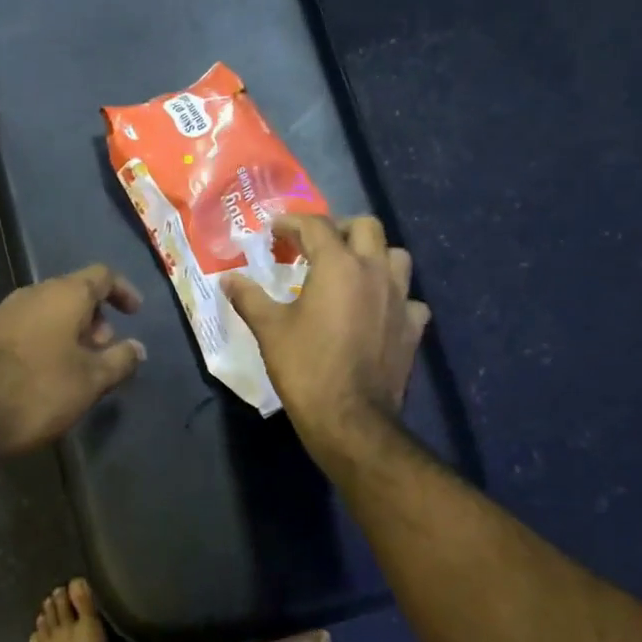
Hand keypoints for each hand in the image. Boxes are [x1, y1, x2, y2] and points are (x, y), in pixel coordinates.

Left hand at [0, 264, 146, 461]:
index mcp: (64, 295)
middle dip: (95, 319)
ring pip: (47, 313)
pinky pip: (24, 329)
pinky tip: (42, 375)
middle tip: (105, 352)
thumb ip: (119, 361)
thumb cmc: (36, 389)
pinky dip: (43, 343)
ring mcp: (2, 312)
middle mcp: (32, 293)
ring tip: (77, 368)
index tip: (135, 313)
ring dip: (68, 333)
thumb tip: (137, 348)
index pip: (102, 276)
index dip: (123, 291)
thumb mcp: (89, 381)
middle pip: (73, 294)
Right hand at [224, 215, 429, 461]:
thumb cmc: (305, 368)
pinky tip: (377, 311)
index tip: (274, 231)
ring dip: (373, 256)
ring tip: (350, 272)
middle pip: (366, 227)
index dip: (292, 223)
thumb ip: (249, 297)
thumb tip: (228, 279)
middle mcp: (374, 272)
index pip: (316, 226)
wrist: (350, 419)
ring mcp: (400, 299)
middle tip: (316, 247)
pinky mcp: (412, 327)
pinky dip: (393, 297)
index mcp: (338, 265)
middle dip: (339, 229)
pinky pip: (408, 298)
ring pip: (396, 256)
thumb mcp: (269, 330)